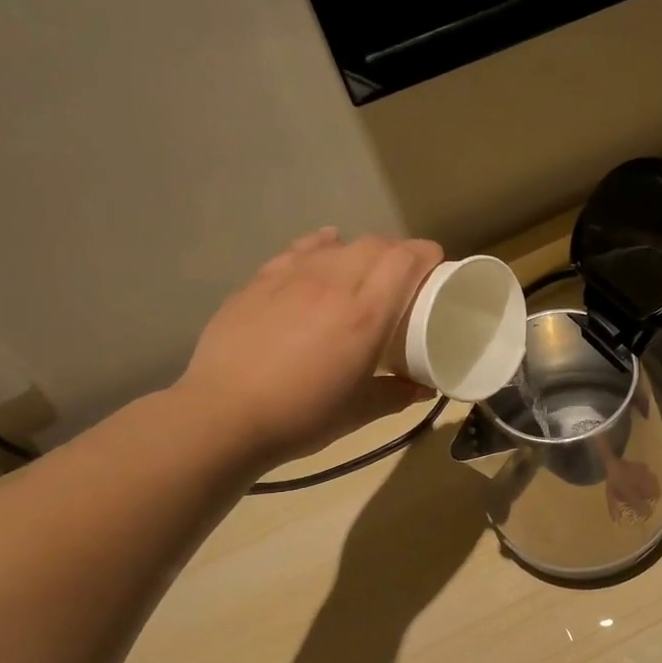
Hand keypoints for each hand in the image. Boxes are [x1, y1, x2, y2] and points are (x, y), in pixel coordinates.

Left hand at [178, 227, 444, 464]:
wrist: (225, 415)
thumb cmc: (302, 417)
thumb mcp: (359, 412)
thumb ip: (396, 395)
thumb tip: (422, 388)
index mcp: (366, 315)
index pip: (406, 260)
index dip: (427, 255)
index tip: (436, 269)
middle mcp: (333, 283)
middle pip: (375, 245)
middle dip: (397, 253)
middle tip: (403, 279)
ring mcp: (293, 277)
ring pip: (338, 245)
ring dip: (360, 252)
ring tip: (364, 274)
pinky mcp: (260, 281)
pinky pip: (299, 249)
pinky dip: (321, 245)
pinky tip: (324, 249)